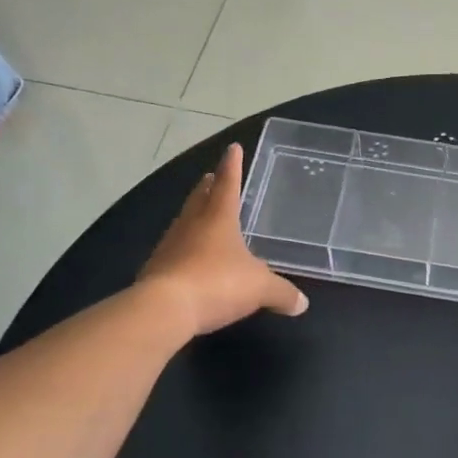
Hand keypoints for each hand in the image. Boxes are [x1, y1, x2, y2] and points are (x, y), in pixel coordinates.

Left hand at [138, 142, 307, 335]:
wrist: (163, 309)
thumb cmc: (217, 283)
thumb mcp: (259, 288)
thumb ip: (282, 293)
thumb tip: (301, 303)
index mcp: (218, 217)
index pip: (227, 183)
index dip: (232, 166)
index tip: (232, 148)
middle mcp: (191, 224)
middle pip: (199, 198)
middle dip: (207, 187)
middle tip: (211, 178)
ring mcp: (169, 245)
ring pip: (184, 222)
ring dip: (194, 215)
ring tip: (202, 215)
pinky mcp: (156, 269)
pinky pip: (174, 251)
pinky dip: (185, 249)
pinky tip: (191, 260)